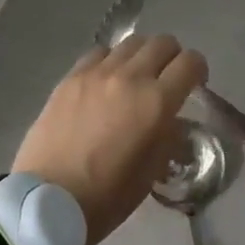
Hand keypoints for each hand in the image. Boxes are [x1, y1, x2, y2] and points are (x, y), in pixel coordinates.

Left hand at [13, 34, 208, 244]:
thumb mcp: (151, 173)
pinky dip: (111, 61)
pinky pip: (100, 52)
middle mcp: (130, 77)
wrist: (46, 202)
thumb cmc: (106, 197)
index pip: (190, 62)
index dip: (198, 70)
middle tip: (167, 79)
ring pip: (132, 42)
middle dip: (172, 57)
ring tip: (135, 77)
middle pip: (163, 43)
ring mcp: (98, 72)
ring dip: (142, 56)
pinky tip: (105, 81)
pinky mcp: (72, 76)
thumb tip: (171, 120)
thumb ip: (167, 137)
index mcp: (156, 103)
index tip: (195, 83)